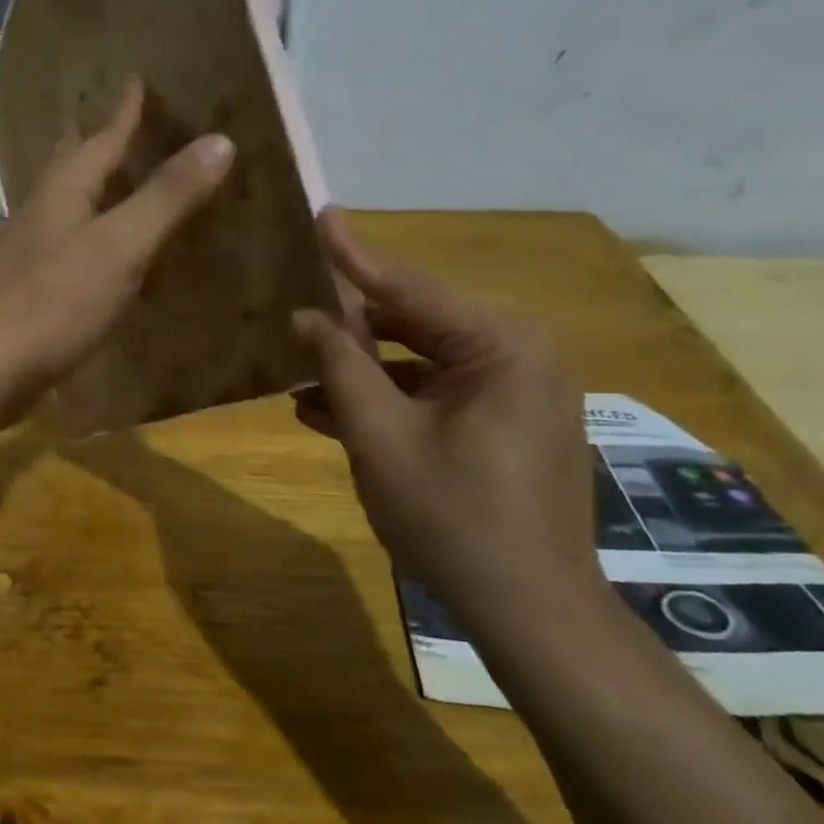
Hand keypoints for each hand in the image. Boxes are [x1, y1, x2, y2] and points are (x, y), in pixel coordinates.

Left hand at [0, 81, 234, 424]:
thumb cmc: (51, 302)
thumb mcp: (119, 247)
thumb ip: (166, 197)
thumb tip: (220, 140)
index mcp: (63, 190)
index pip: (102, 137)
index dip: (125, 110)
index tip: (137, 78)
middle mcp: (41, 211)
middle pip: (76, 166)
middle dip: (104, 145)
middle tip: (131, 127)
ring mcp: (29, 252)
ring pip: (70, 206)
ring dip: (98, 191)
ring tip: (126, 185)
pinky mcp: (27, 290)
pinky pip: (69, 247)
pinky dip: (94, 239)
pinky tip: (106, 257)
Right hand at [291, 208, 597, 629]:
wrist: (529, 608)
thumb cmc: (450, 515)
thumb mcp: (379, 435)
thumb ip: (341, 365)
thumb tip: (308, 316)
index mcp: (501, 345)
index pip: (409, 287)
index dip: (354, 256)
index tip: (321, 215)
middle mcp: (518, 355)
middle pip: (416, 323)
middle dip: (352, 326)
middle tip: (295, 311)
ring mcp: (517, 393)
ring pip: (422, 363)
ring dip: (363, 371)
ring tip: (298, 374)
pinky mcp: (508, 425)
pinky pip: (439, 395)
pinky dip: (391, 400)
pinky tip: (330, 413)